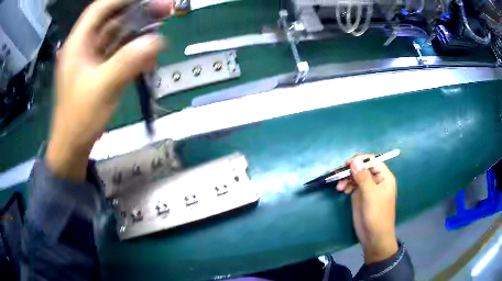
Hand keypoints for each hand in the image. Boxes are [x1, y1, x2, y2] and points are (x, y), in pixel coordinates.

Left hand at [46, 0, 173, 180]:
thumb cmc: (80, 118)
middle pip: (112, 18)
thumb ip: (128, 61)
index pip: (101, 8)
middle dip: (138, 12)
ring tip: (161, 27)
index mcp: (78, 43)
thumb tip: (158, 40)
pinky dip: (134, 50)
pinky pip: (118, 53)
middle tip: (165, 9)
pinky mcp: (98, 70)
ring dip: (138, 30)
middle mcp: (84, 46)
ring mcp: (91, 58)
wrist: (72, 147)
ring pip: (117, 34)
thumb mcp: (103, 88)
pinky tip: (149, 55)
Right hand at [336, 154, 398, 263]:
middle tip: (338, 175)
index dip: (360, 160)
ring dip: (346, 178)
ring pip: (355, 175)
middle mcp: (376, 180)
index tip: (347, 164)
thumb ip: (363, 177)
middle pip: (362, 167)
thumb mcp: (371, 195)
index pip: (372, 161)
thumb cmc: (377, 215)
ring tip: (339, 187)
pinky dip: (346, 185)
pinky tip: (342, 190)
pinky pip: (352, 185)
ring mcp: (367, 188)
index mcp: (384, 177)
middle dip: (350, 170)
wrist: (374, 237)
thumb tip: (354, 160)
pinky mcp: (360, 195)